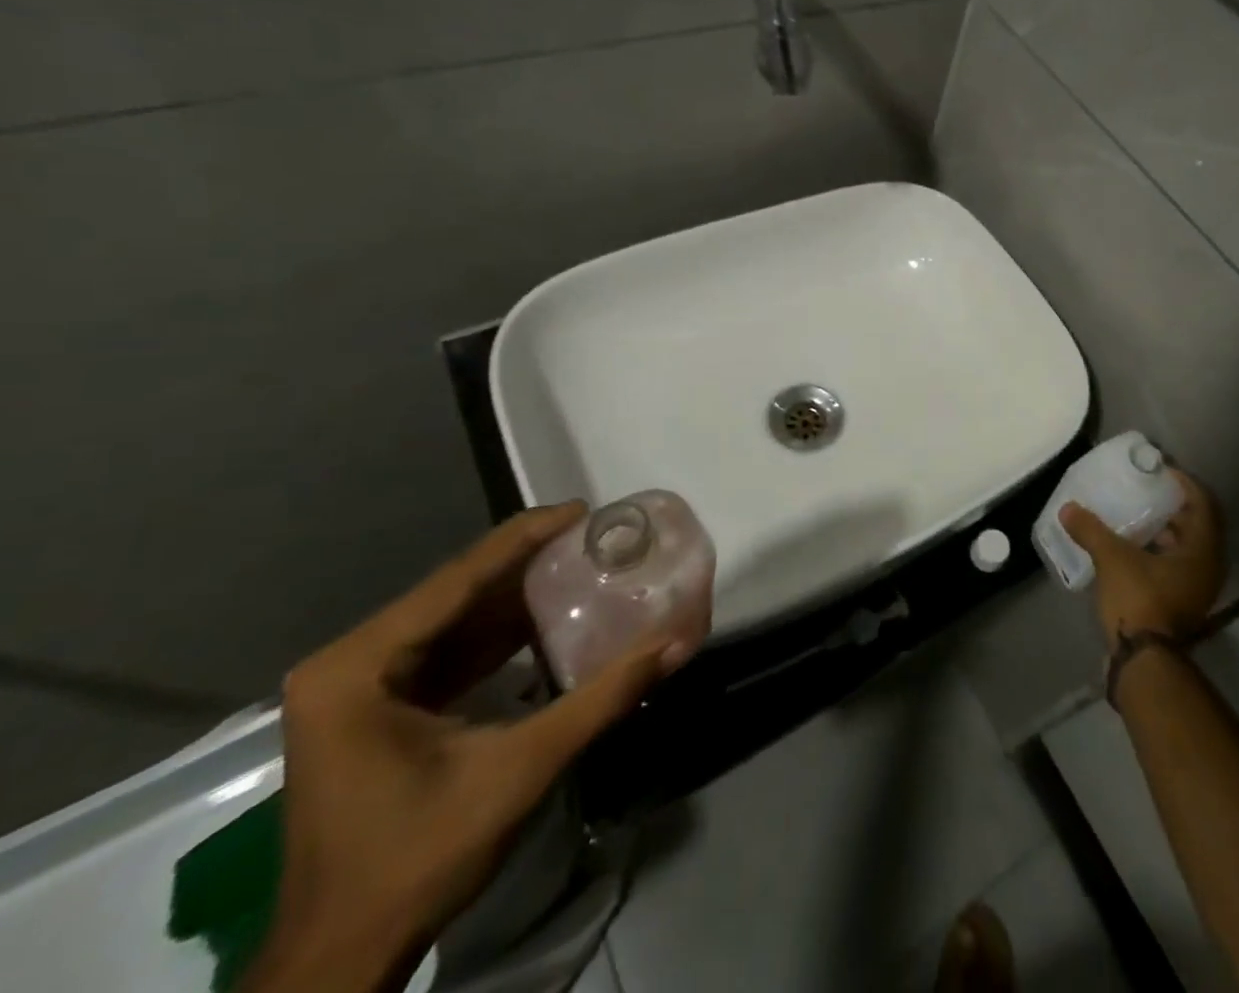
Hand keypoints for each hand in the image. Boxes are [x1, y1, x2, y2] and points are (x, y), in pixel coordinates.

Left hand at [243, 503, 686, 992]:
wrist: (341, 959)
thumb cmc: (417, 858)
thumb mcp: (520, 770)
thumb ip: (602, 698)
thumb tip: (677, 642)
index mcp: (359, 666)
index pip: (457, 579)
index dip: (525, 538)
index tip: (583, 511)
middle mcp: (347, 663)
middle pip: (454, 593)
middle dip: (527, 564)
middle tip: (593, 538)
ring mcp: (354, 688)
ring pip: (451, 620)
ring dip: (515, 598)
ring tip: (581, 566)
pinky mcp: (371, 710)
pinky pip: (444, 652)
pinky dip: (496, 637)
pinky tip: (545, 622)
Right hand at [1062, 469, 1225, 649]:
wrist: (1143, 661)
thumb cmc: (1139, 600)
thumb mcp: (1112, 558)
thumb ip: (1092, 529)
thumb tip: (1068, 508)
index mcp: (1202, 552)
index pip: (1203, 504)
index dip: (1185, 483)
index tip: (1161, 470)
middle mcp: (1208, 568)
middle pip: (1197, 525)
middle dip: (1174, 505)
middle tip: (1148, 488)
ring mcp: (1197, 589)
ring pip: (1186, 548)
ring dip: (1167, 530)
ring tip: (1137, 514)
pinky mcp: (1181, 604)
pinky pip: (1176, 565)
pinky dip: (1159, 551)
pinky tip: (1132, 546)